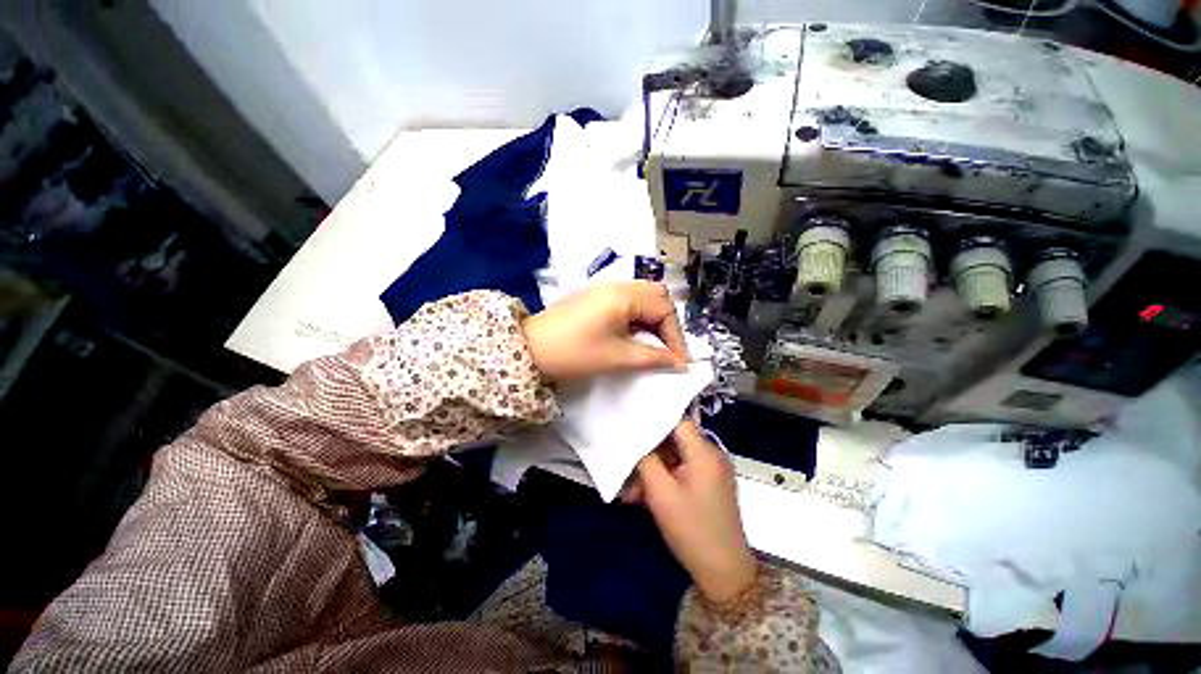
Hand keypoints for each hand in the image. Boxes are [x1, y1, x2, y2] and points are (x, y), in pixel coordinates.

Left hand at [522, 281, 688, 383]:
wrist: (529, 349)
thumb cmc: (574, 353)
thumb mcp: (617, 357)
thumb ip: (652, 358)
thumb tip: (680, 364)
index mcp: (623, 295)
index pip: (664, 308)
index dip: (676, 336)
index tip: (680, 362)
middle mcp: (616, 285)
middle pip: (656, 297)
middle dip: (666, 325)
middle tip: (667, 350)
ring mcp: (604, 289)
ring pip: (642, 298)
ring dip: (653, 320)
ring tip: (653, 346)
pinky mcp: (595, 297)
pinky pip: (627, 302)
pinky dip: (638, 318)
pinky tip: (634, 336)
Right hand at [636, 420, 756, 603]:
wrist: (723, 573)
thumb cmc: (691, 529)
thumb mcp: (661, 493)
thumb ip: (646, 459)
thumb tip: (635, 437)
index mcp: (704, 452)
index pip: (677, 420)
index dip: (654, 418)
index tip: (631, 423)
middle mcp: (711, 455)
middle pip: (674, 440)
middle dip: (649, 453)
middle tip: (627, 468)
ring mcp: (711, 470)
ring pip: (675, 458)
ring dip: (653, 470)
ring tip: (632, 492)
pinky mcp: (708, 484)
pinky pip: (682, 472)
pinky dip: (664, 480)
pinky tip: (645, 498)